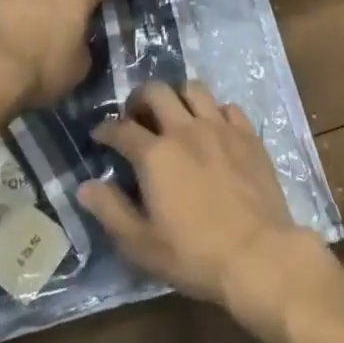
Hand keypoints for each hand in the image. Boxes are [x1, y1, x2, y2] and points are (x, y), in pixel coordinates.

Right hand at [78, 82, 330, 327]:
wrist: (258, 253)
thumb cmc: (194, 254)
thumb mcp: (142, 244)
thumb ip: (111, 211)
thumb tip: (85, 186)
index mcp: (156, 154)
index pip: (121, 129)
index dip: (105, 130)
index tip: (99, 135)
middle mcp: (185, 129)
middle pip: (157, 92)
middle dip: (139, 98)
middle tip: (135, 116)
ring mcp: (220, 127)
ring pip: (194, 89)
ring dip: (178, 96)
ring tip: (174, 115)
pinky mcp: (248, 134)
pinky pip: (227, 107)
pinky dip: (214, 111)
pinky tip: (212, 129)